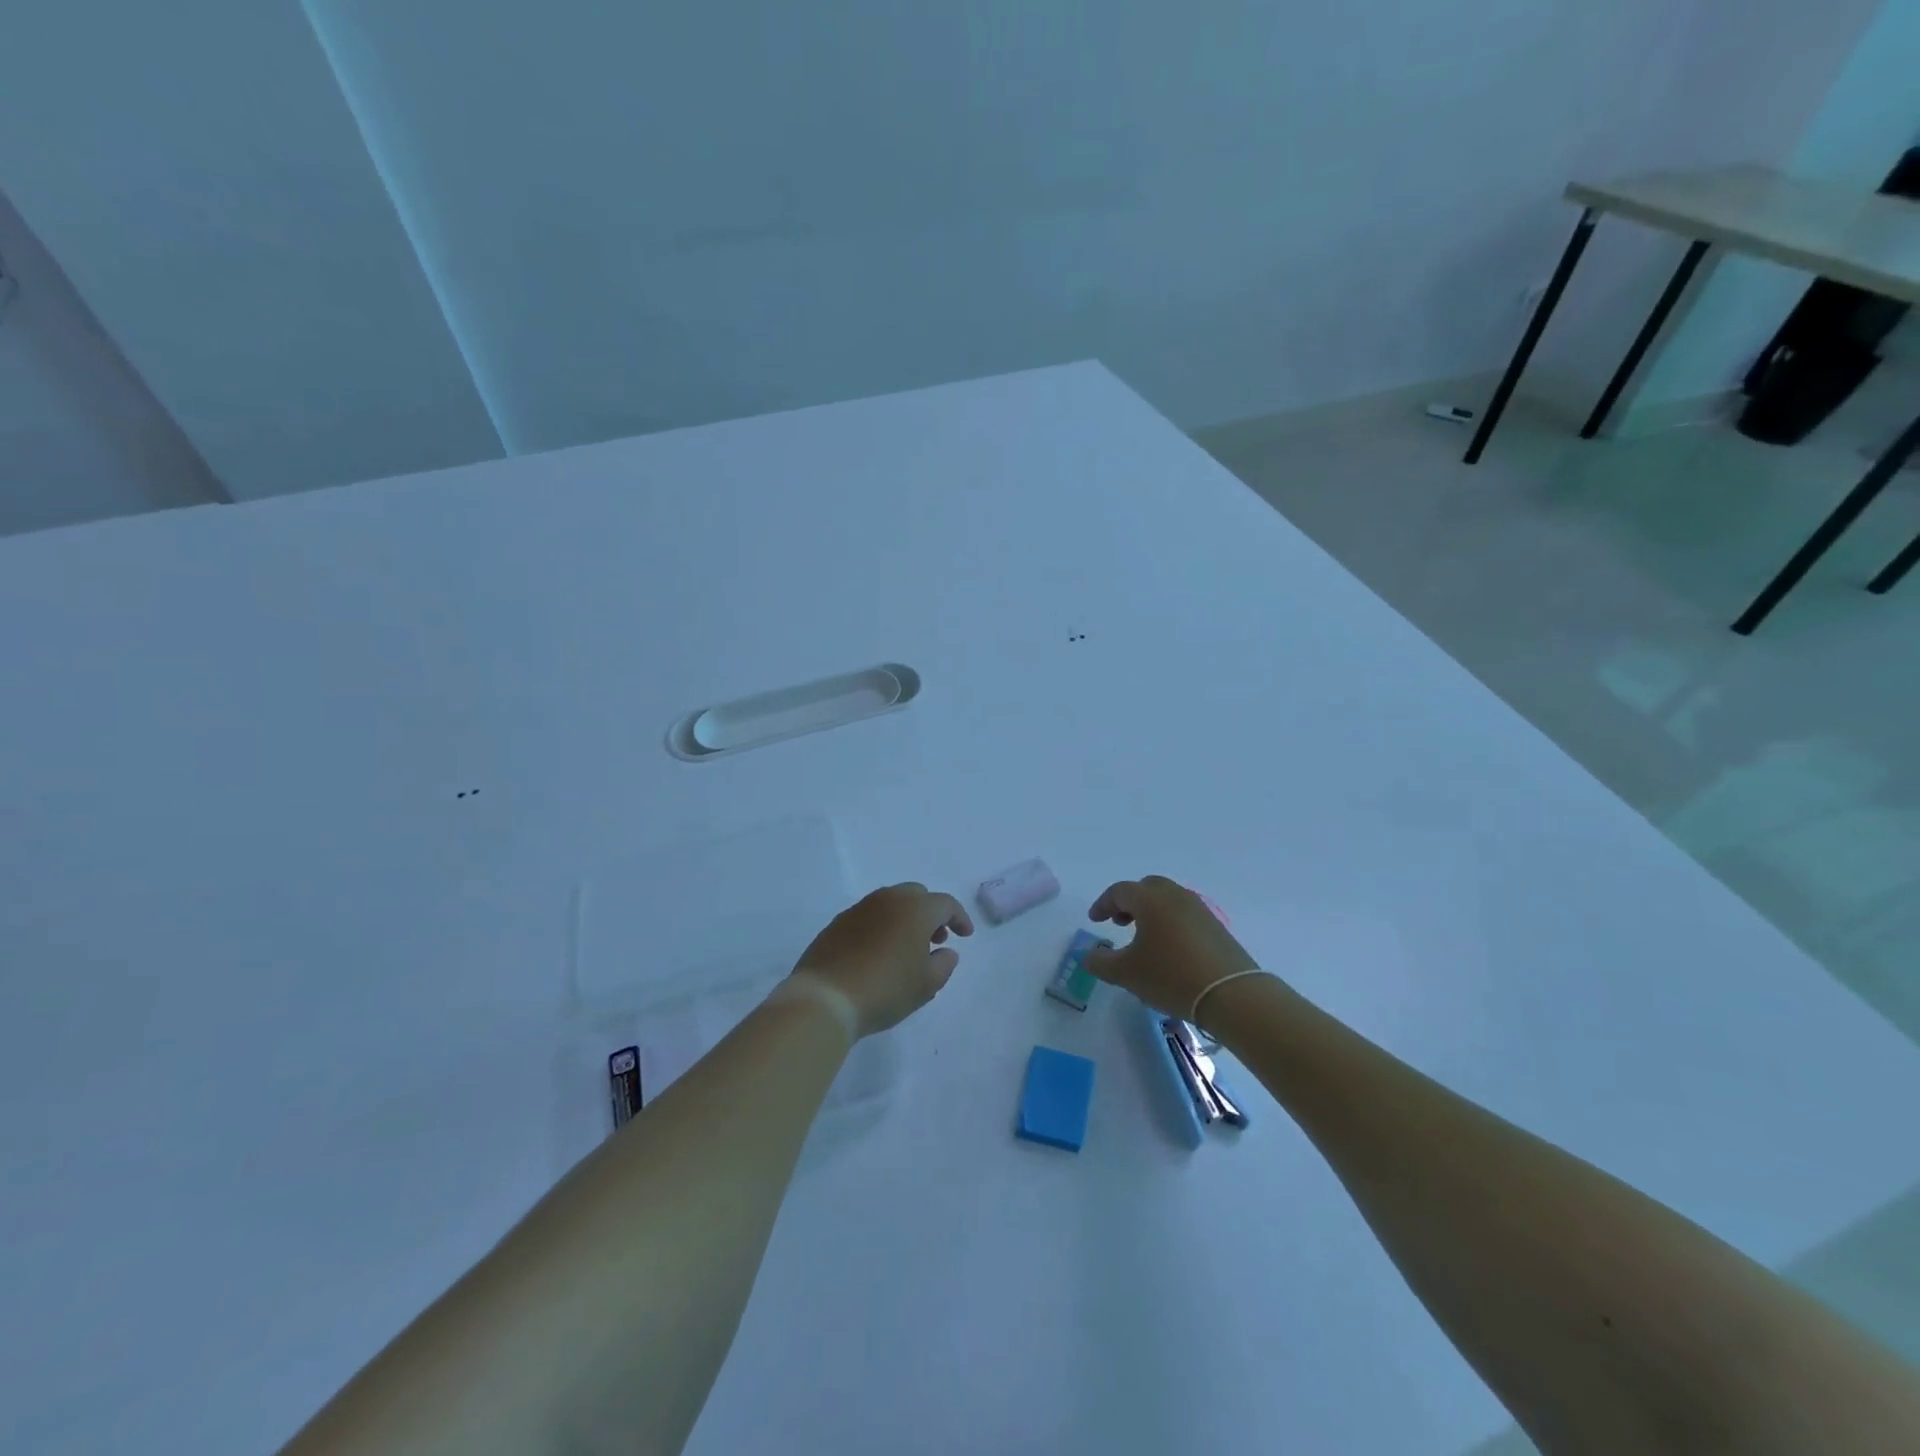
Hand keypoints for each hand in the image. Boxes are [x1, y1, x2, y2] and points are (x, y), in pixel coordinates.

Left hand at [790, 883, 973, 1037]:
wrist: (825, 998)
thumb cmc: (886, 989)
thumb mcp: (926, 984)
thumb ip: (944, 964)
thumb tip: (946, 951)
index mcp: (915, 909)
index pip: (945, 904)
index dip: (959, 918)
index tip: (965, 936)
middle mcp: (888, 899)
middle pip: (917, 895)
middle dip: (931, 913)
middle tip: (936, 939)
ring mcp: (859, 909)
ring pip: (891, 902)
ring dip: (905, 918)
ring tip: (907, 948)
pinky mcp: (838, 923)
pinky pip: (869, 916)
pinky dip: (882, 926)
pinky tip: (879, 953)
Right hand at [1086, 876, 1261, 1018]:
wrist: (1232, 995)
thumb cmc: (1171, 977)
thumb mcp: (1126, 974)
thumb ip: (1100, 962)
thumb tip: (1089, 955)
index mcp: (1150, 900)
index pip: (1120, 891)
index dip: (1103, 904)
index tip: (1095, 921)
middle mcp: (1175, 896)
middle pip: (1147, 888)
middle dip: (1129, 902)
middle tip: (1119, 923)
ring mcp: (1200, 909)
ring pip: (1168, 899)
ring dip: (1151, 911)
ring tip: (1144, 938)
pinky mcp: (1216, 927)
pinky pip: (1185, 914)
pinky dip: (1171, 922)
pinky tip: (1170, 949)